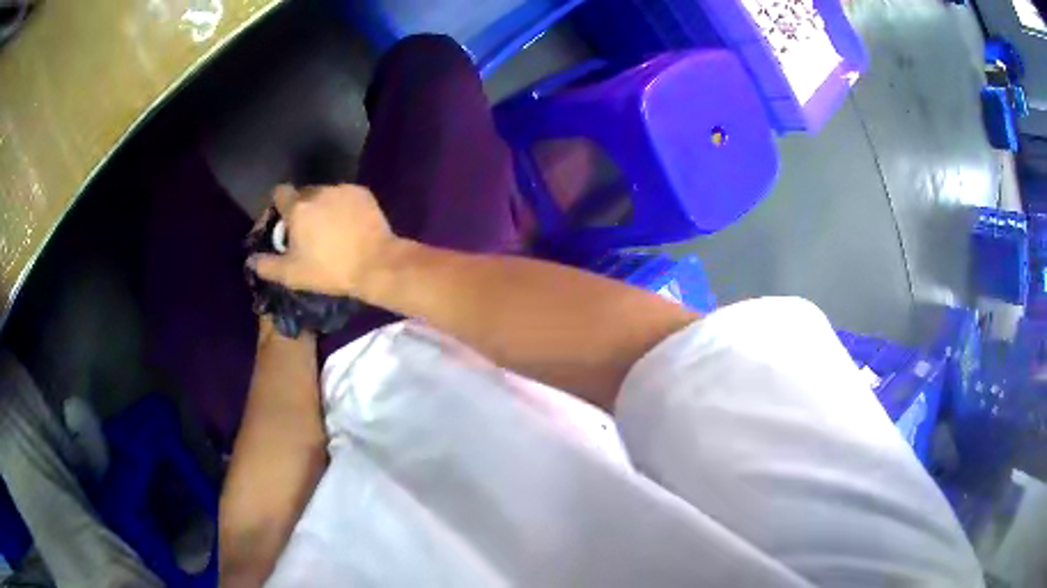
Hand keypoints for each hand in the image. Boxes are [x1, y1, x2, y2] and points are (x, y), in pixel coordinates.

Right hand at [247, 184, 400, 298]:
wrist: (376, 264)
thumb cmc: (330, 270)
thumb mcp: (293, 275)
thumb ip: (267, 266)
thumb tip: (251, 260)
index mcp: (298, 208)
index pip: (280, 193)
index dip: (278, 205)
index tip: (283, 221)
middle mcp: (318, 192)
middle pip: (303, 194)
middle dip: (302, 209)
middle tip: (308, 232)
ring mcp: (343, 189)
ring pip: (325, 194)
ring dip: (323, 207)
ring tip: (331, 230)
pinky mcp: (363, 193)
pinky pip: (346, 196)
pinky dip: (343, 206)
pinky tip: (350, 225)